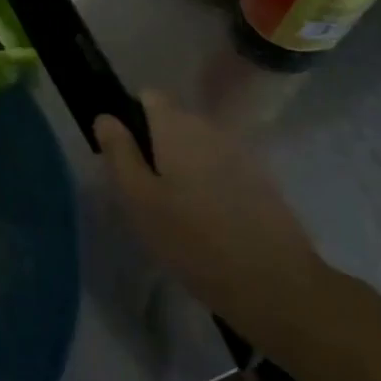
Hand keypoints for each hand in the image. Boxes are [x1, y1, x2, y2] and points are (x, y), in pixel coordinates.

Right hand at [95, 92, 327, 320]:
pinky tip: (209, 223)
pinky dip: (210, 185)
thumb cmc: (193, 240)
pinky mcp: (260, 180)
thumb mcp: (139, 199)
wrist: (275, 284)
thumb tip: (106, 117)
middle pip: (174, 121)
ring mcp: (240, 153)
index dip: (132, 119)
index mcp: (177, 126)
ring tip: (176, 213)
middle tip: (146, 193)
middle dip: (156, 146)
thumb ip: (120, 153)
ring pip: (198, 147)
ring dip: (184, 167)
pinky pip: (222, 169)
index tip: (125, 156)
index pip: (149, 96)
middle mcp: (209, 128)